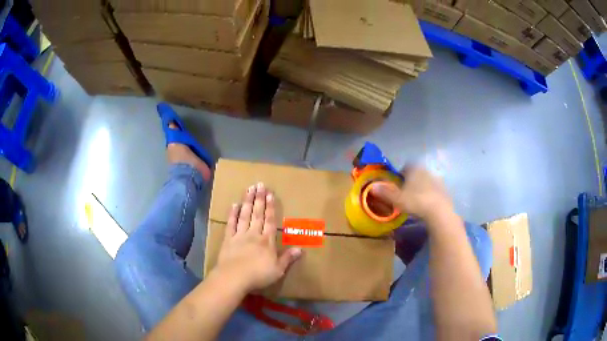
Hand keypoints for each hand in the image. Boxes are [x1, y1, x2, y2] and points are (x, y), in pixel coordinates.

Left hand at [214, 183, 301, 292]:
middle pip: (257, 214)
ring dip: (247, 202)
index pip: (269, 221)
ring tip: (249, 189)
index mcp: (266, 241)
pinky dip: (232, 214)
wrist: (234, 277)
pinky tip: (234, 205)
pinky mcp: (228, 240)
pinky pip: (231, 224)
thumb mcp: (278, 270)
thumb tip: (301, 249)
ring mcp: (239, 236)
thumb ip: (288, 258)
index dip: (270, 207)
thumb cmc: (258, 275)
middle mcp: (253, 234)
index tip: (270, 194)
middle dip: (259, 199)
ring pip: (244, 215)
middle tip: (260, 184)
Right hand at [370, 166, 452, 221]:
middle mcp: (426, 170)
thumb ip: (385, 192)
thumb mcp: (397, 199)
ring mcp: (437, 180)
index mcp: (415, 169)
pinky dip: (430, 195)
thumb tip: (372, 187)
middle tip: (405, 193)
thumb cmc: (416, 201)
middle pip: (417, 173)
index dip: (401, 175)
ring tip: (416, 200)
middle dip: (411, 181)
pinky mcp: (444, 190)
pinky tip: (426, 205)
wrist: (439, 211)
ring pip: (426, 181)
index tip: (397, 184)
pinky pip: (434, 190)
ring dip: (421, 188)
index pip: (406, 167)